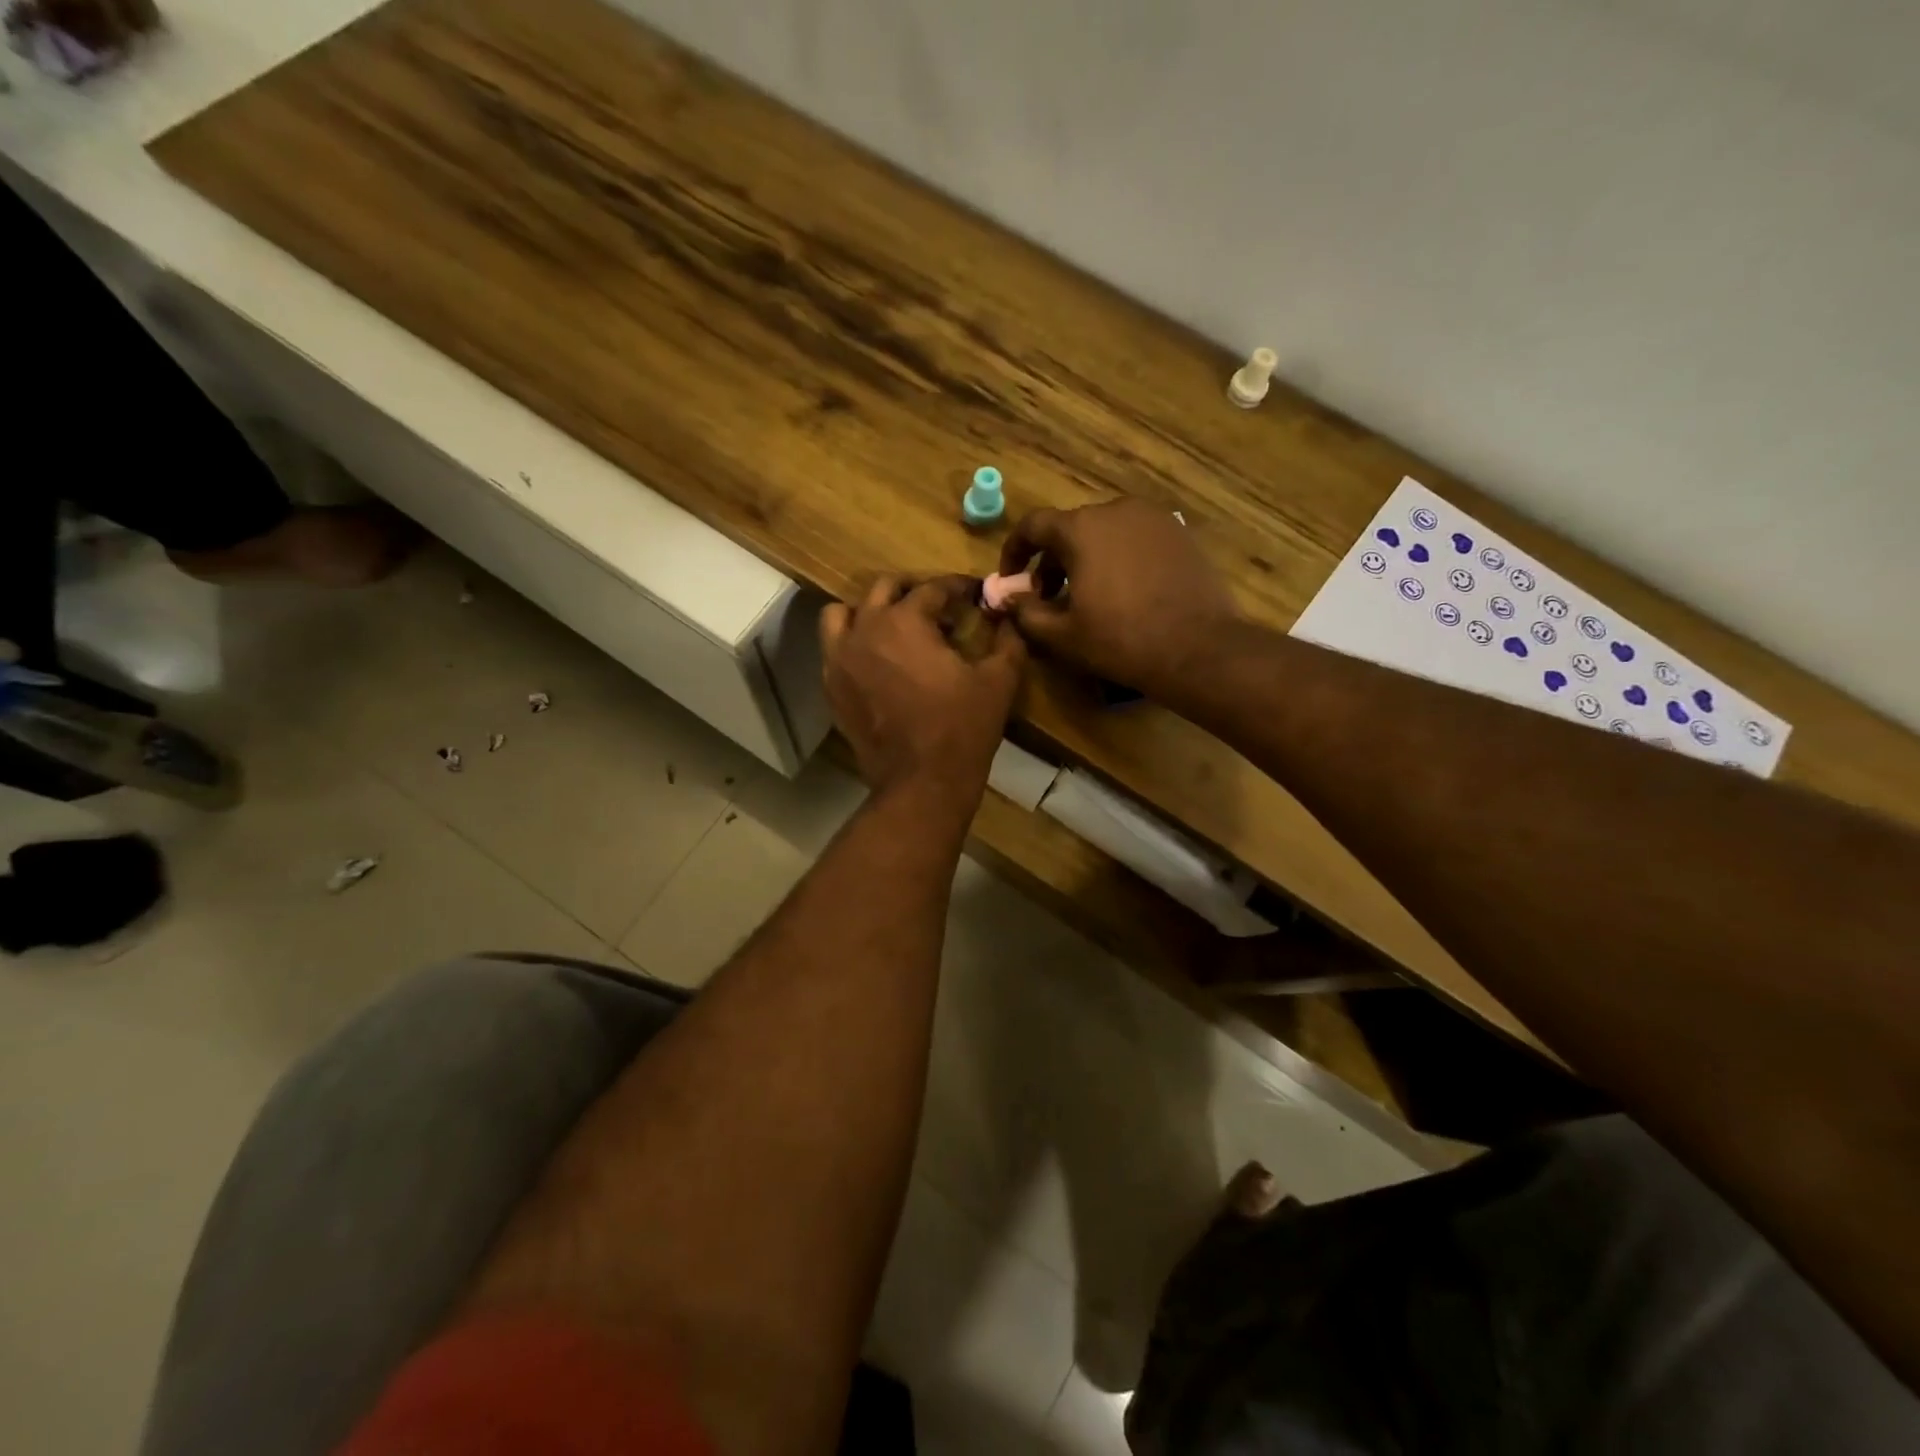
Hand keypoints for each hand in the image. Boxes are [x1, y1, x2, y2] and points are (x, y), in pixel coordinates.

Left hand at [821, 576, 1025, 803]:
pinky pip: (833, 650)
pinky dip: (852, 645)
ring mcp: (840, 659)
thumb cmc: (962, 728)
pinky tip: (877, 662)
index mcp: (904, 621)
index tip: (973, 593)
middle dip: (912, 590)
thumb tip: (1009, 621)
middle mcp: (864, 630)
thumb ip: (1007, 642)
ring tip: (892, 627)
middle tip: (936, 607)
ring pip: (842, 614)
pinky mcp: (831, 688)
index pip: (932, 588)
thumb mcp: (998, 682)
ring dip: (868, 612)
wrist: (921, 783)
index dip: (957, 586)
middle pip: (883, 589)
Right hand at [997, 500, 1239, 700]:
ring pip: (1104, 532)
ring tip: (1088, 596)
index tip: (1012, 579)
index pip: (1033, 525)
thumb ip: (1025, 611)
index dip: (1015, 551)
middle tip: (1049, 597)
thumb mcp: (1061, 634)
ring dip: (1086, 558)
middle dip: (1052, 560)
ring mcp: (1153, 518)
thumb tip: (1006, 597)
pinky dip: (1119, 557)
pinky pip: (1135, 539)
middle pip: (1070, 528)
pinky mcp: (1180, 533)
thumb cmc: (1120, 640)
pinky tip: (1125, 591)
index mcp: (1081, 528)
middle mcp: (1116, 510)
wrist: (1197, 648)